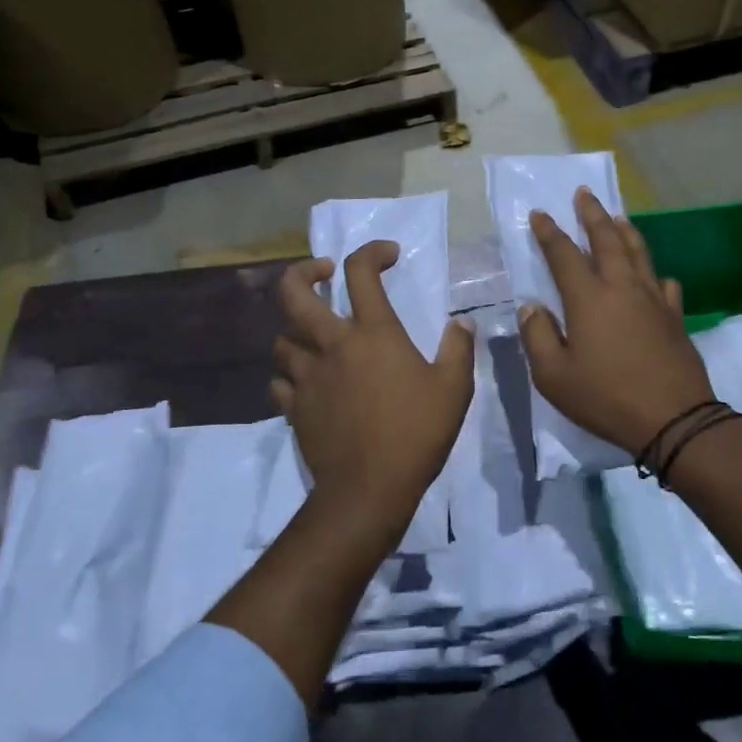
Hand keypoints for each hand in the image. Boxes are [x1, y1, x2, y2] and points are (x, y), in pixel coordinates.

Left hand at [272, 242, 474, 547]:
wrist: (369, 488)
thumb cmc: (416, 432)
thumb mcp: (454, 389)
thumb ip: (459, 349)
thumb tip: (461, 324)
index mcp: (372, 333)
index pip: (360, 272)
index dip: (372, 252)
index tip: (389, 256)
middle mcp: (332, 345)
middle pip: (293, 293)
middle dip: (302, 272)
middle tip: (322, 273)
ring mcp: (308, 377)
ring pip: (282, 338)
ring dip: (296, 329)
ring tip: (316, 335)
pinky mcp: (295, 408)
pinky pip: (280, 381)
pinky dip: (290, 375)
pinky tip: (305, 381)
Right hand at [518, 188, 713, 453]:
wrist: (673, 419)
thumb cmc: (606, 398)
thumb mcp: (554, 376)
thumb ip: (538, 337)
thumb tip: (532, 306)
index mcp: (589, 299)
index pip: (564, 255)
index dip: (550, 233)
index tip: (539, 213)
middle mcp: (622, 288)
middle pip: (607, 240)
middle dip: (593, 214)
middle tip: (584, 193)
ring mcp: (654, 300)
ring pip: (639, 253)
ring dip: (625, 231)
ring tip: (618, 217)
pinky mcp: (675, 317)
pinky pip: (663, 283)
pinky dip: (653, 273)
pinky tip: (653, 276)